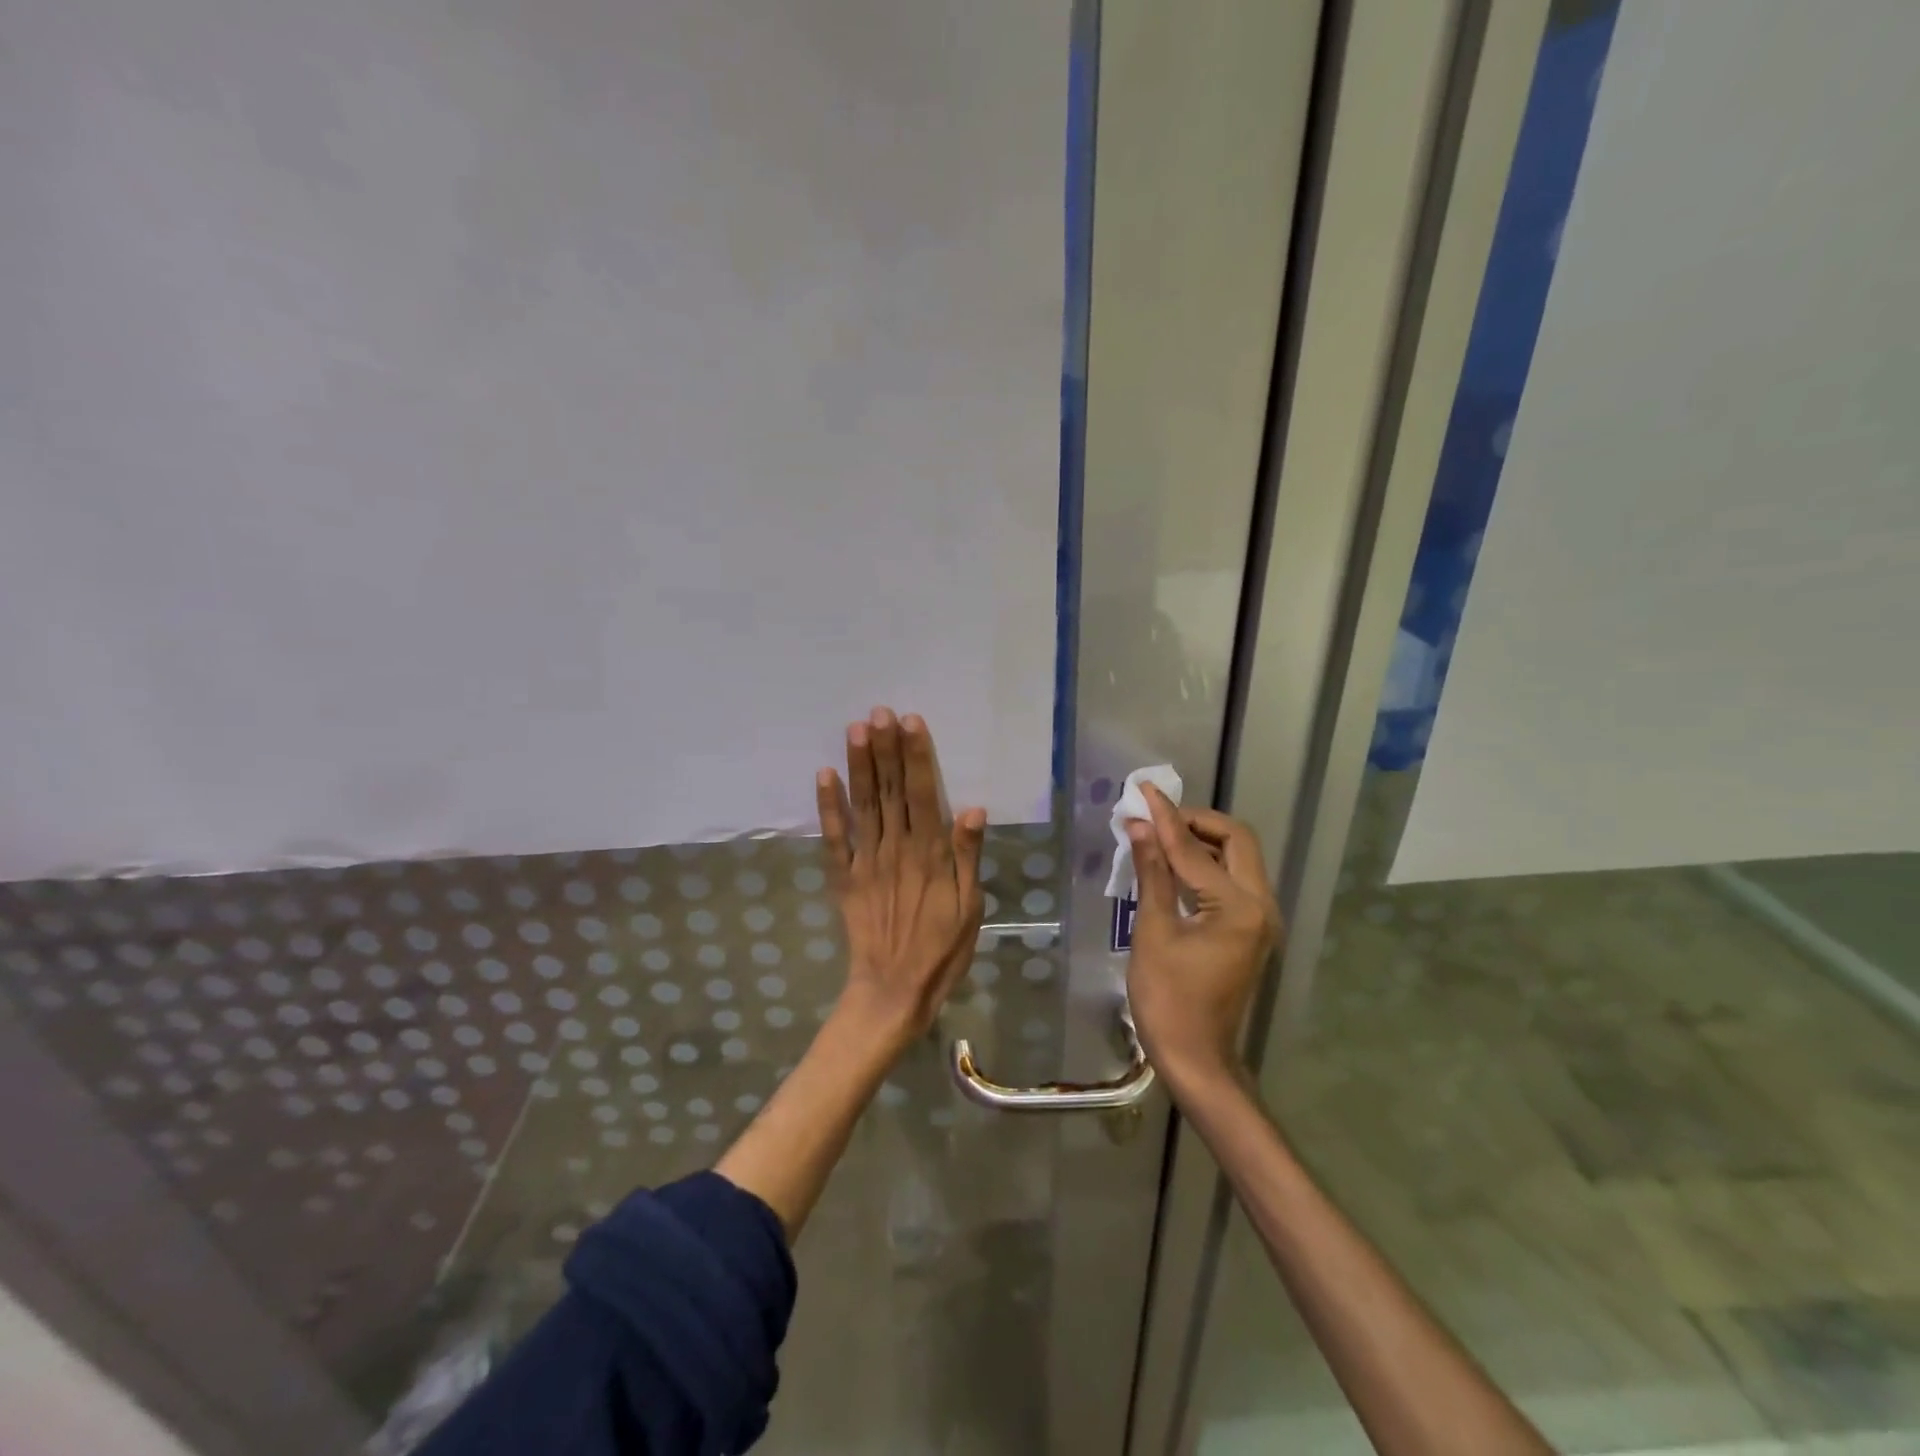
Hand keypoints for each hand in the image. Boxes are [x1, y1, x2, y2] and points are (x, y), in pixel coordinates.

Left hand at [816, 707, 986, 1049]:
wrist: (894, 989)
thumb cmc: (942, 949)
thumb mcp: (970, 907)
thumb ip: (968, 855)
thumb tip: (971, 807)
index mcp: (929, 853)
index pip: (922, 793)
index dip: (916, 755)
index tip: (909, 721)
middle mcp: (896, 847)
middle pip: (889, 789)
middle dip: (885, 748)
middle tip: (878, 711)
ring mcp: (866, 860)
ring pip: (863, 804)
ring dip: (859, 765)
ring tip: (855, 729)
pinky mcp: (843, 877)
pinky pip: (834, 837)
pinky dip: (828, 806)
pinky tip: (824, 775)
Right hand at [1125, 784, 1280, 1083]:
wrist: (1196, 1058)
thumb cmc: (1167, 999)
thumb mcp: (1153, 932)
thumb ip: (1152, 873)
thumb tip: (1138, 826)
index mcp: (1238, 908)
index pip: (1196, 849)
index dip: (1165, 818)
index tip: (1144, 791)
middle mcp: (1261, 906)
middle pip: (1237, 841)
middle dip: (1197, 821)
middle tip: (1157, 817)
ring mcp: (1262, 920)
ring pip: (1240, 858)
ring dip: (1204, 840)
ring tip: (1160, 835)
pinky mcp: (1252, 930)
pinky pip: (1234, 881)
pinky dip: (1207, 864)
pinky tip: (1176, 865)